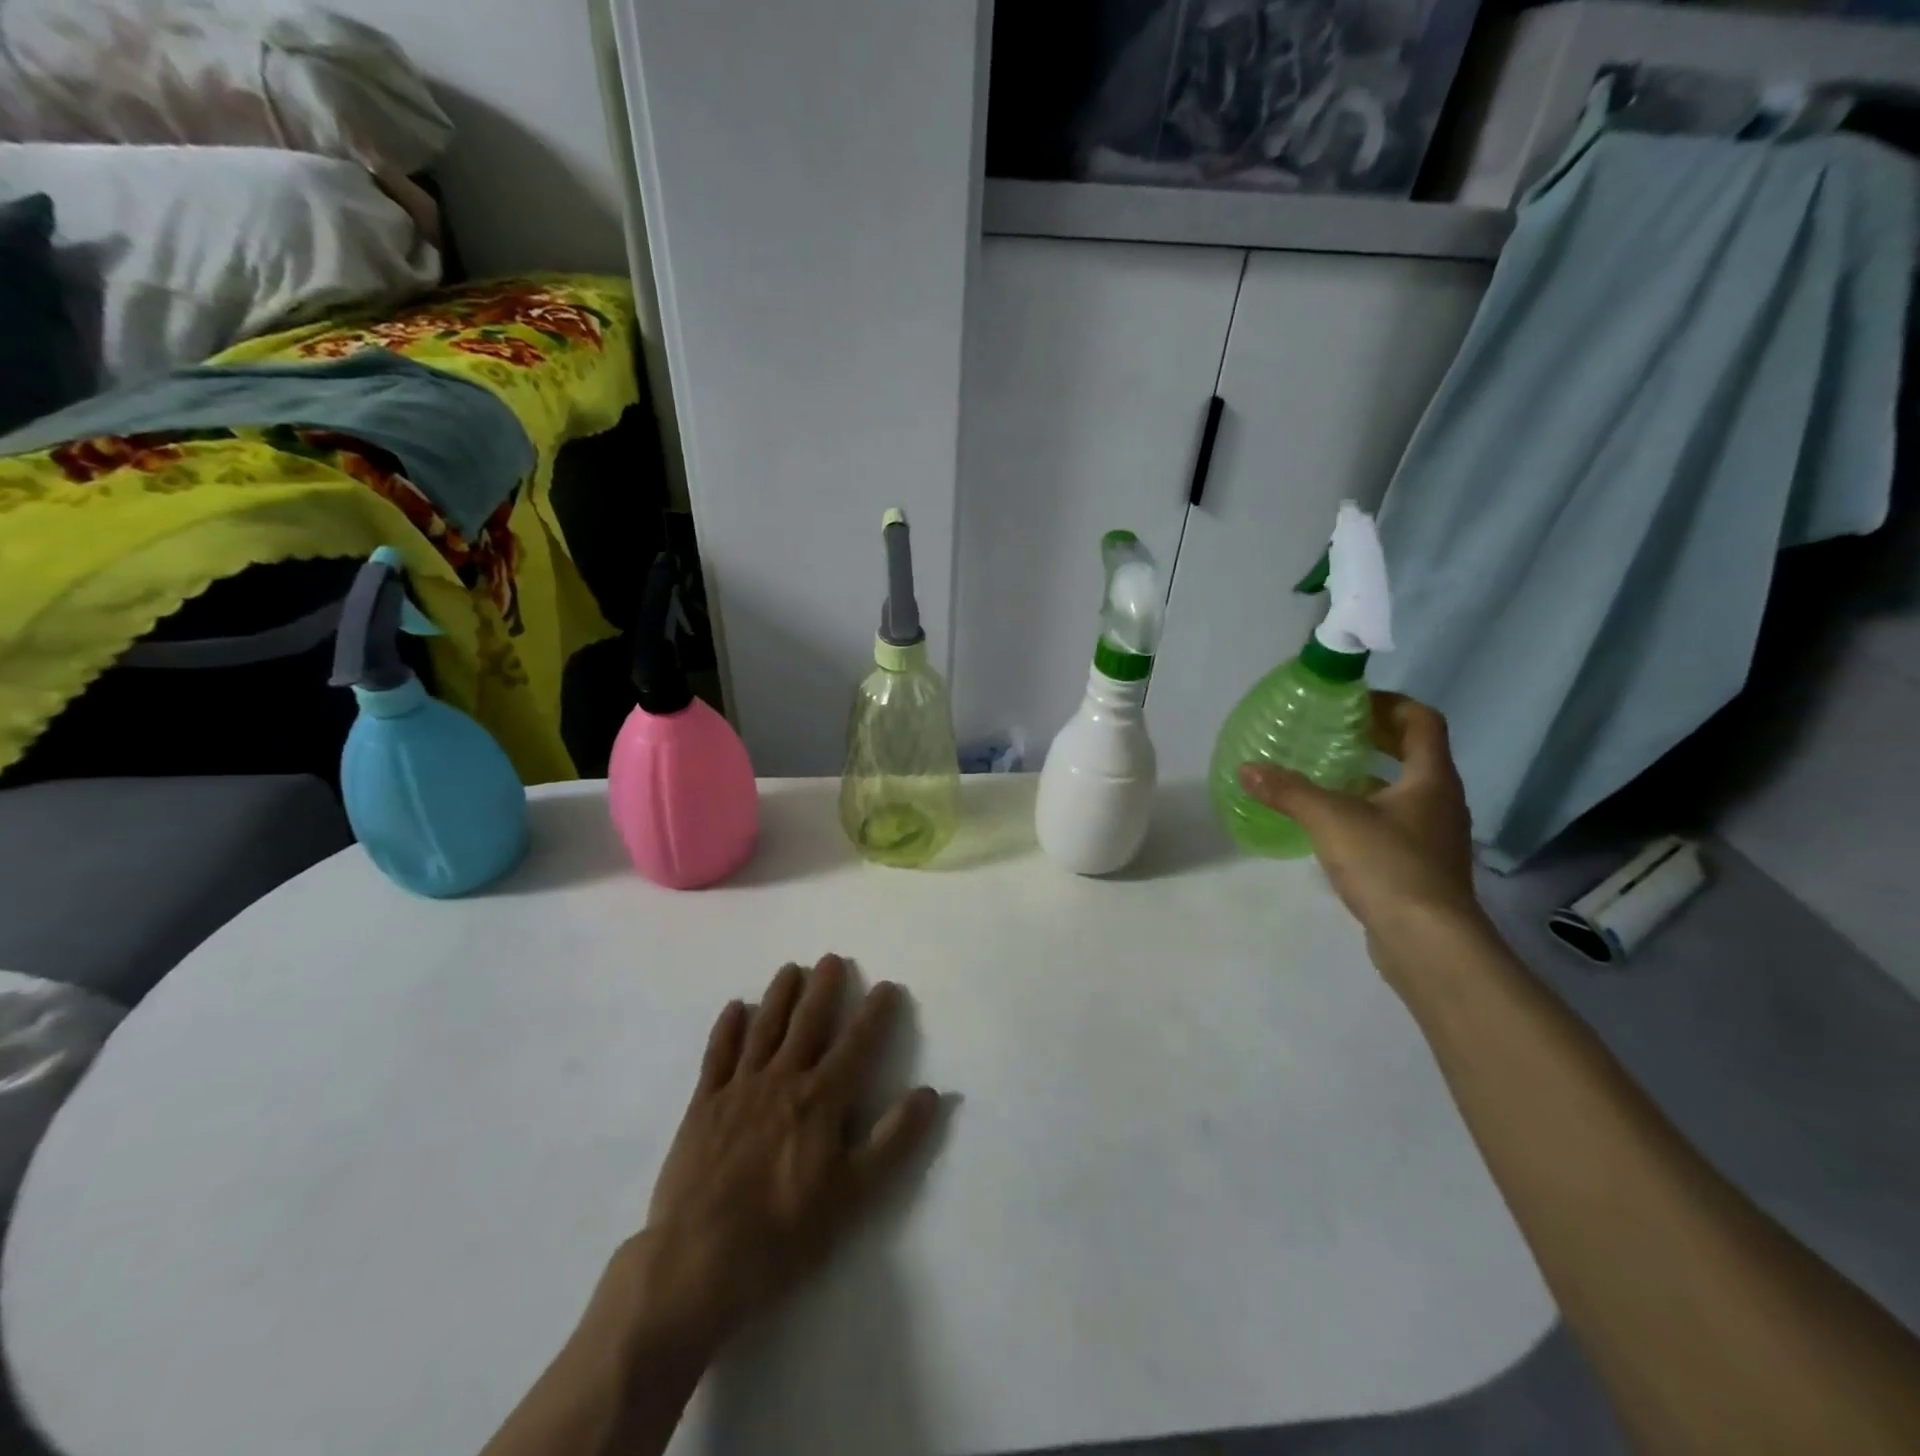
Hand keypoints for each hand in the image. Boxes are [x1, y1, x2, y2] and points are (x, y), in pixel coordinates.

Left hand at [625, 955, 940, 1360]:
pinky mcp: (703, 1106)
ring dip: (779, 996)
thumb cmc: (783, 1234)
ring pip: (764, 1029)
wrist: (696, 1263)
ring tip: (791, 969)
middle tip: (832, 959)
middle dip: (823, 990)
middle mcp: (783, 1081)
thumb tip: (930, 1093)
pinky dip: (727, 1028)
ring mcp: (739, 1089)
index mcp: (821, 1101)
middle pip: (807, 1024)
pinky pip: (717, 1055)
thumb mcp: (853, 1196)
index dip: (875, 1014)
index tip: (887, 986)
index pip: (857, 1045)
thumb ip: (893, 1141)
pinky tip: (735, 1008)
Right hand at [1239, 693, 1487, 977]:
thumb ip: (1288, 791)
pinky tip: (1333, 824)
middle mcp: (1441, 801)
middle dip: (1377, 738)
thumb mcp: (1330, 820)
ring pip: (1405, 790)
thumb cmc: (1389, 866)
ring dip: (1371, 775)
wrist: (1428, 942)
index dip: (1390, 704)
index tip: (1351, 704)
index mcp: (1431, 779)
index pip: (1423, 721)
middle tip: (1333, 732)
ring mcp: (1434, 836)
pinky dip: (1368, 810)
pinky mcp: (1422, 866)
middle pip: (1415, 753)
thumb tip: (1246, 769)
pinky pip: (1396, 822)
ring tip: (1326, 774)